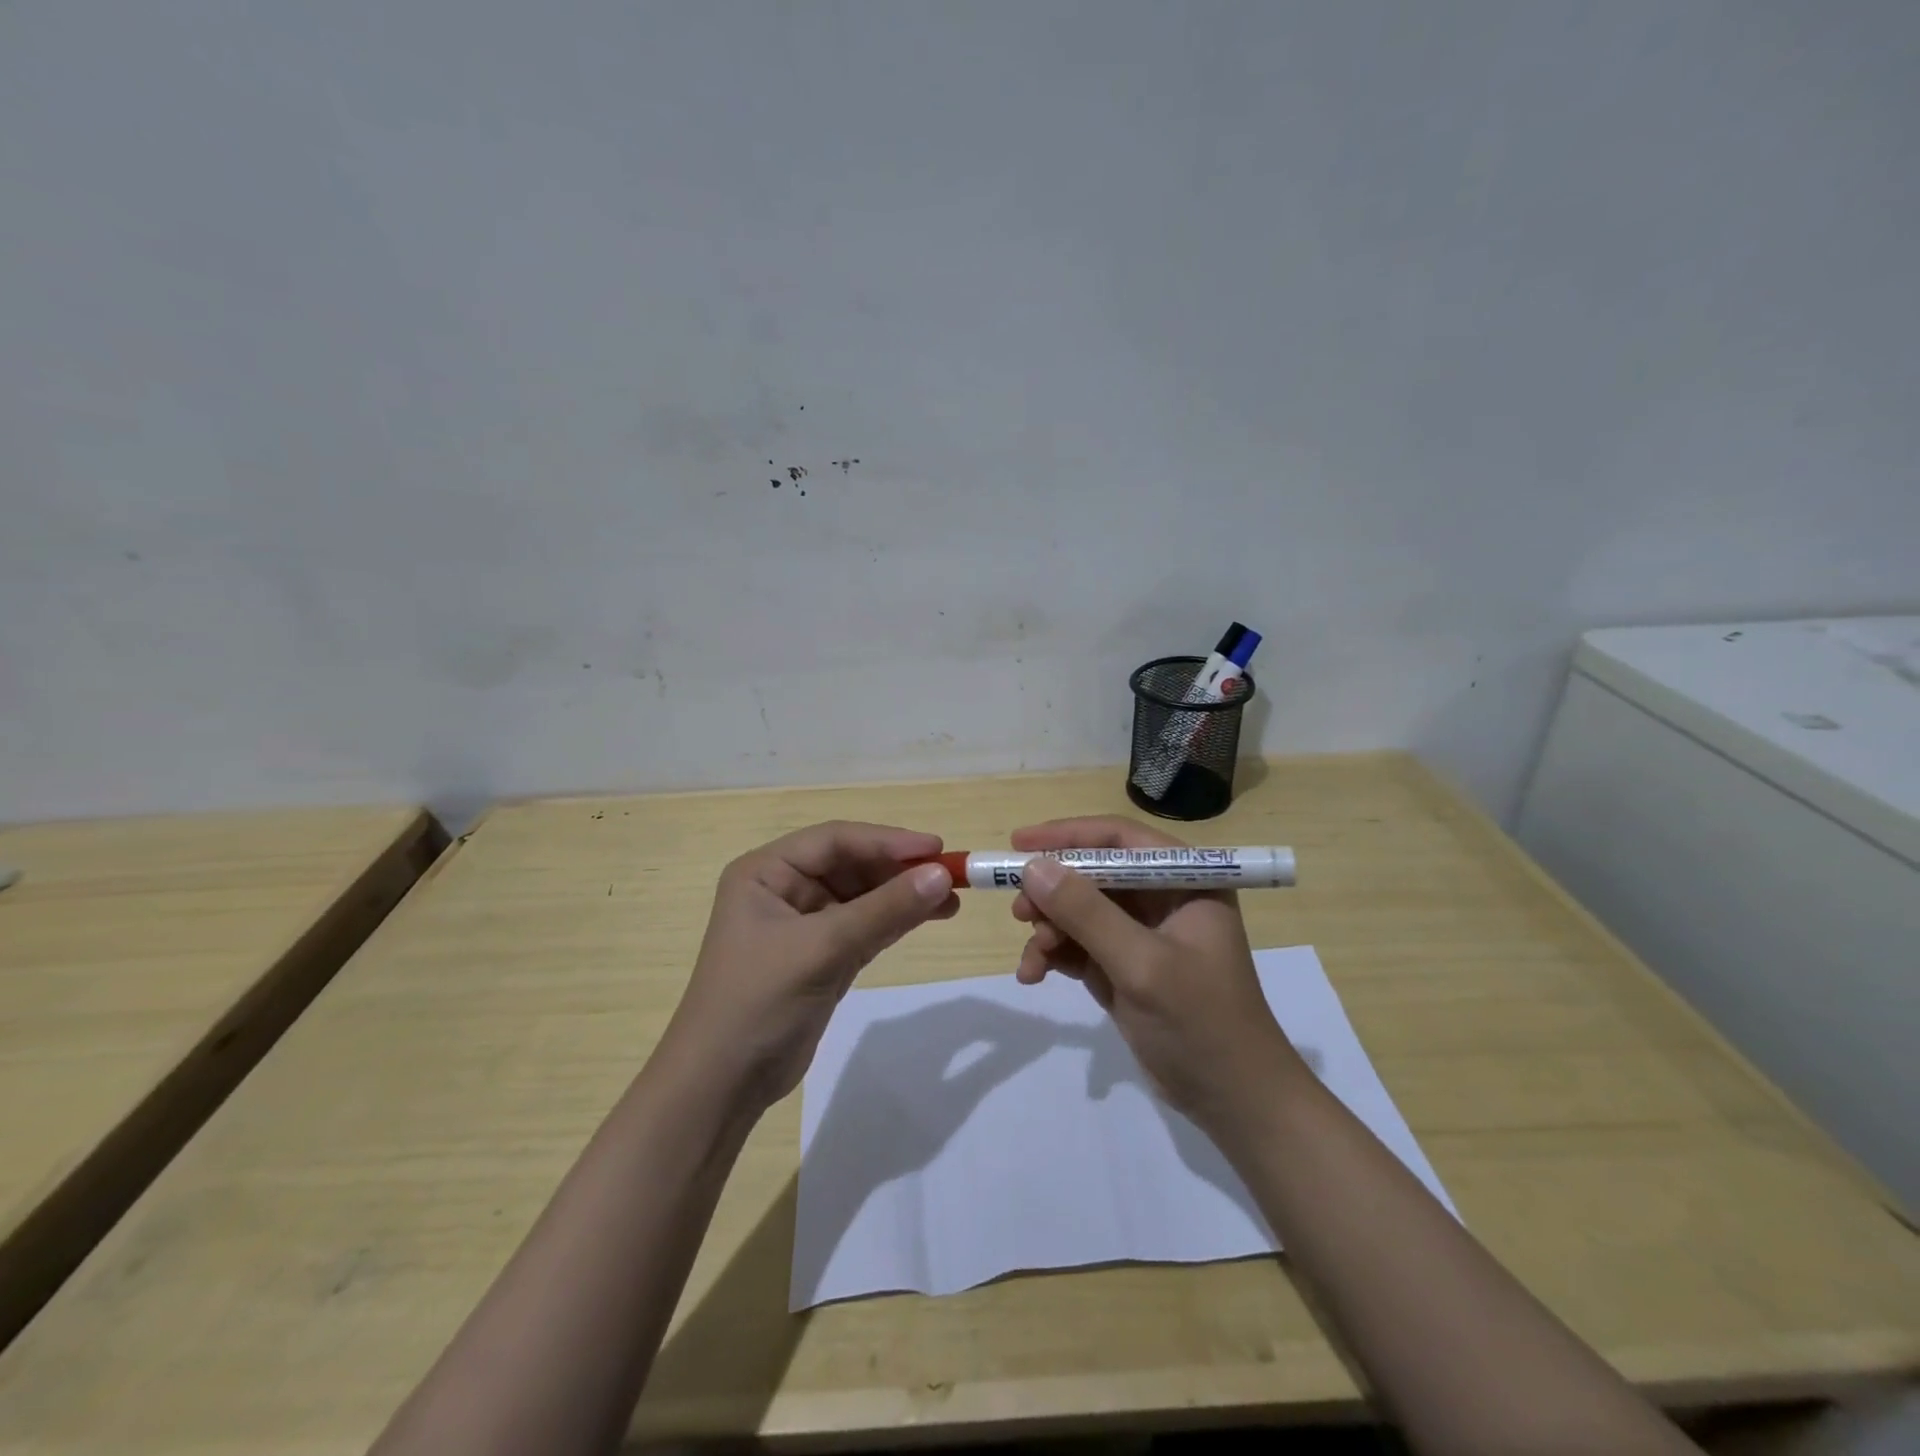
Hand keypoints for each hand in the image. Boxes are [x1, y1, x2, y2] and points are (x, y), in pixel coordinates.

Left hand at [664, 821, 957, 1110]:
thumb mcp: (822, 949)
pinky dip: (896, 921)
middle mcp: (783, 889)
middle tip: (950, 876)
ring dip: (903, 896)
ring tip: (950, 900)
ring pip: (863, 897)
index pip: (835, 840)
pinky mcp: (822, 956)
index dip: (887, 841)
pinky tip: (929, 917)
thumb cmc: (759, 1001)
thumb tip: (941, 875)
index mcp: (766, 872)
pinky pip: (865, 926)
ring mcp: (803, 924)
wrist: (721, 1086)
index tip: (936, 849)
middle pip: (852, 865)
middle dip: (899, 870)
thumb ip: (884, 910)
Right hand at [1010, 815, 1306, 1128]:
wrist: (1233, 1102)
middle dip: (1053, 892)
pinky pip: (1078, 944)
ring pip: (1079, 910)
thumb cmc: (1200, 1023)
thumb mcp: (1141, 964)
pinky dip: (1054, 955)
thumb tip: (1033, 867)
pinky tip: (1034, 975)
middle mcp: (1162, 898)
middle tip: (1019, 912)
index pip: (1119, 837)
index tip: (1018, 843)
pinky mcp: (1124, 966)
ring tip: (1034, 958)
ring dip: (1049, 929)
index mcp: (1184, 881)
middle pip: (1093, 873)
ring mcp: (1142, 934)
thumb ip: (1086, 913)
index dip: (1067, 835)